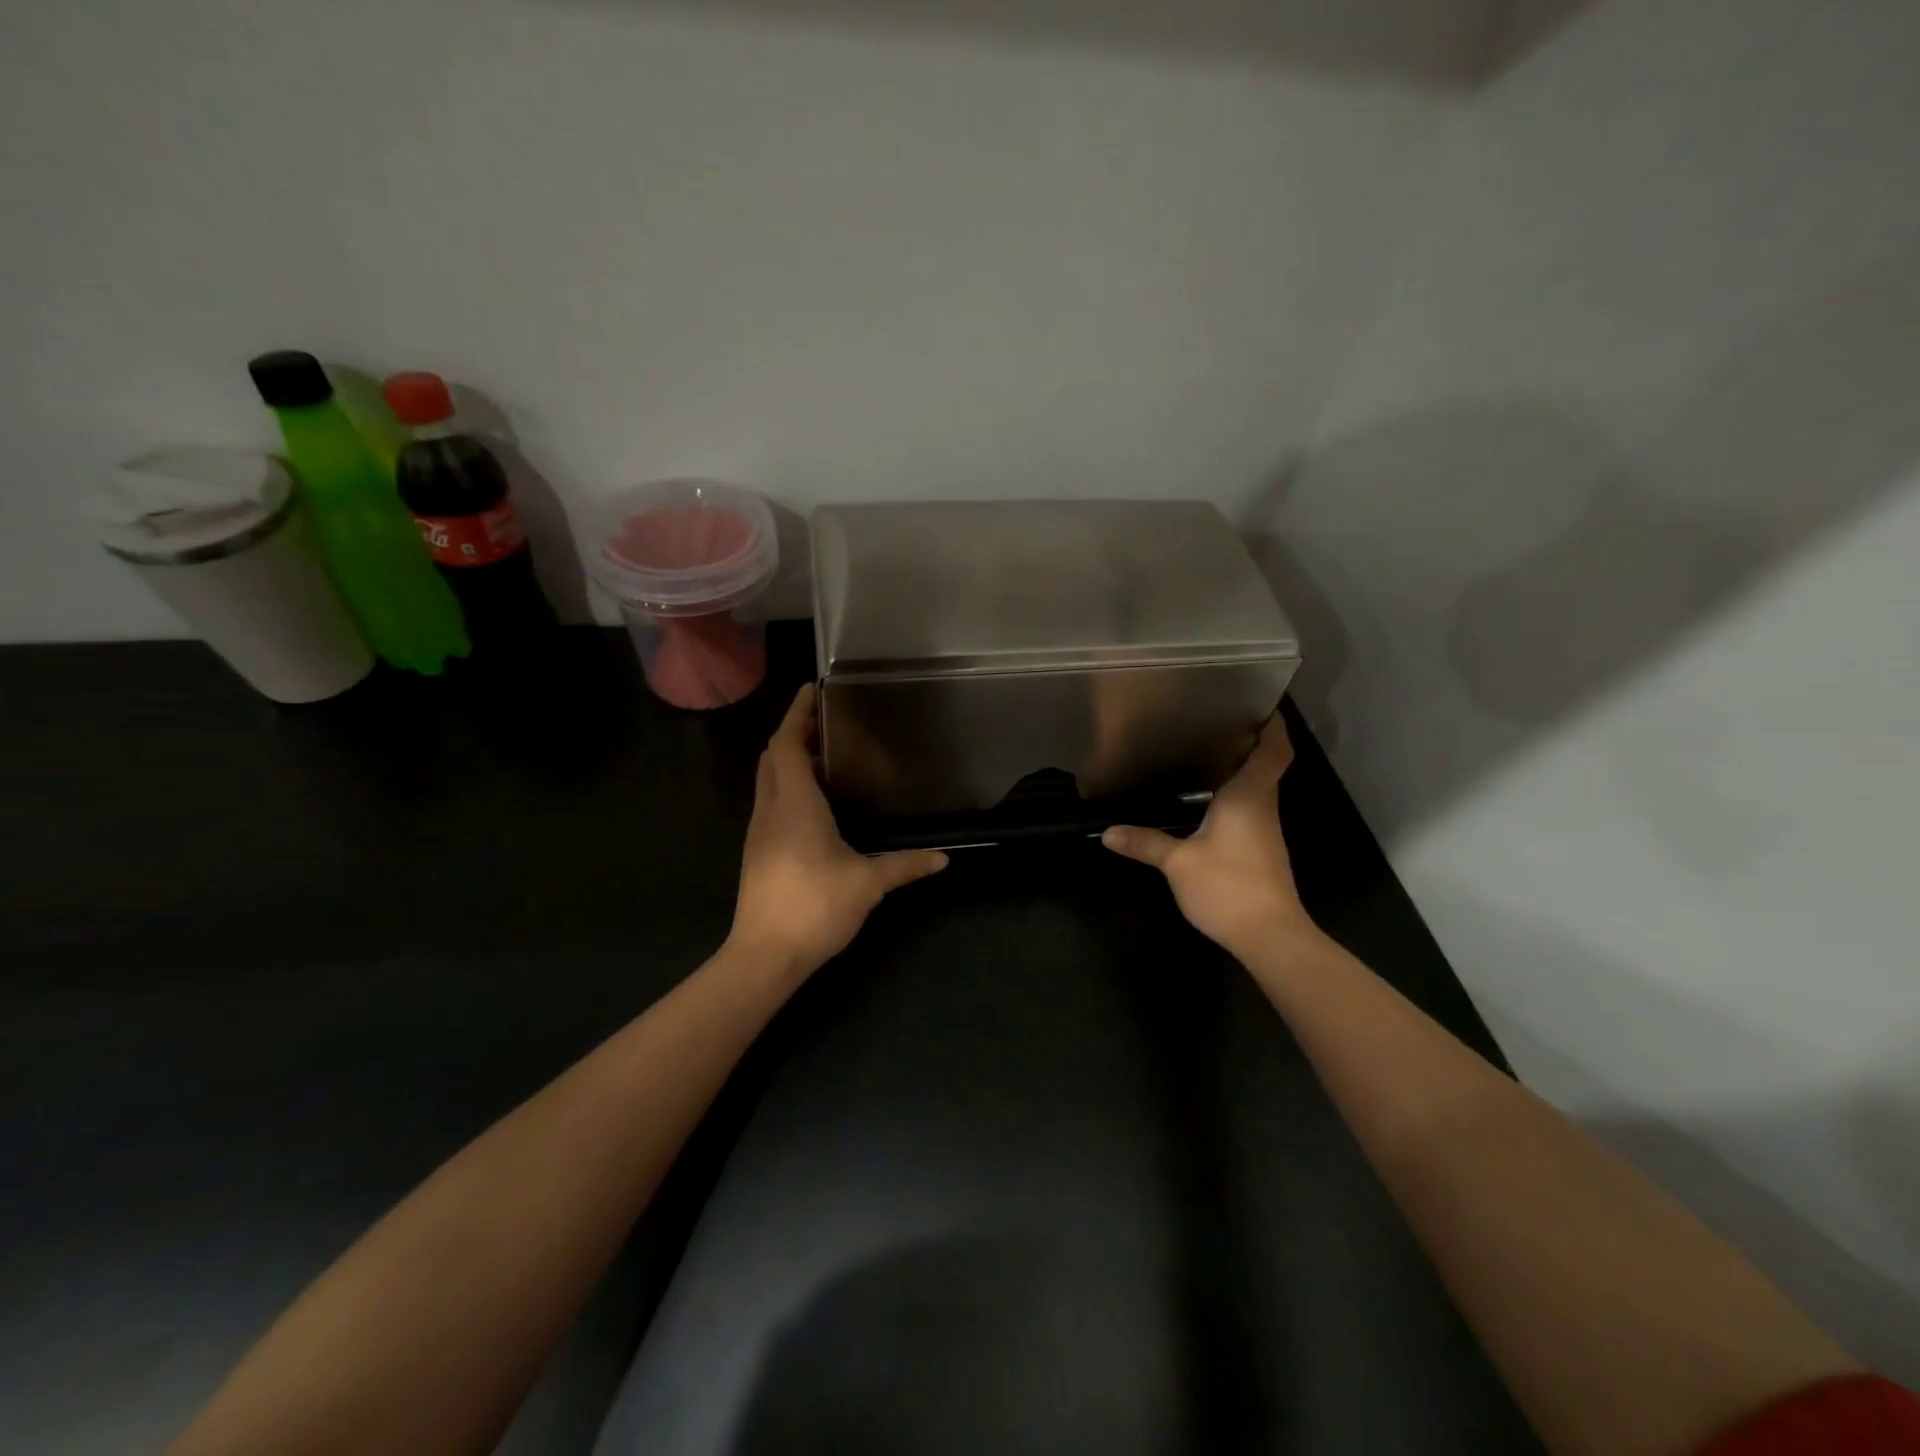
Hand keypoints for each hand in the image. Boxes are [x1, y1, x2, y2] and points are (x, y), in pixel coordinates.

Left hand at [728, 684, 947, 977]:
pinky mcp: (757, 851)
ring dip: (788, 759)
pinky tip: (813, 802)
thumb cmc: (815, 907)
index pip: (787, 744)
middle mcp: (771, 809)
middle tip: (824, 720)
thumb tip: (943, 858)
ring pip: (767, 779)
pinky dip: (786, 785)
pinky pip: (770, 801)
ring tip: (822, 754)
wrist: (764, 955)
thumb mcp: (867, 884)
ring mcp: (759, 831)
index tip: (811, 690)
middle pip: (773, 756)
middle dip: (794, 732)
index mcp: (795, 804)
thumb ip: (905, 866)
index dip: (797, 714)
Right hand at [1100, 715, 1310, 957]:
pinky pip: (1251, 811)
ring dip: (1241, 771)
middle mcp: (1263, 807)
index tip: (1260, 706)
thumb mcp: (1178, 863)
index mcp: (1248, 797)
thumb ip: (1145, 843)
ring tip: (1207, 755)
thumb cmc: (1228, 886)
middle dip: (1250, 743)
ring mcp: (1265, 831)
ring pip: (1258, 789)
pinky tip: (1209, 804)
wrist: (1270, 936)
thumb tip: (1108, 832)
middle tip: (1217, 724)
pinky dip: (1235, 798)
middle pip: (1267, 766)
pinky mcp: (1262, 852)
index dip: (1273, 726)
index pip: (1274, 751)